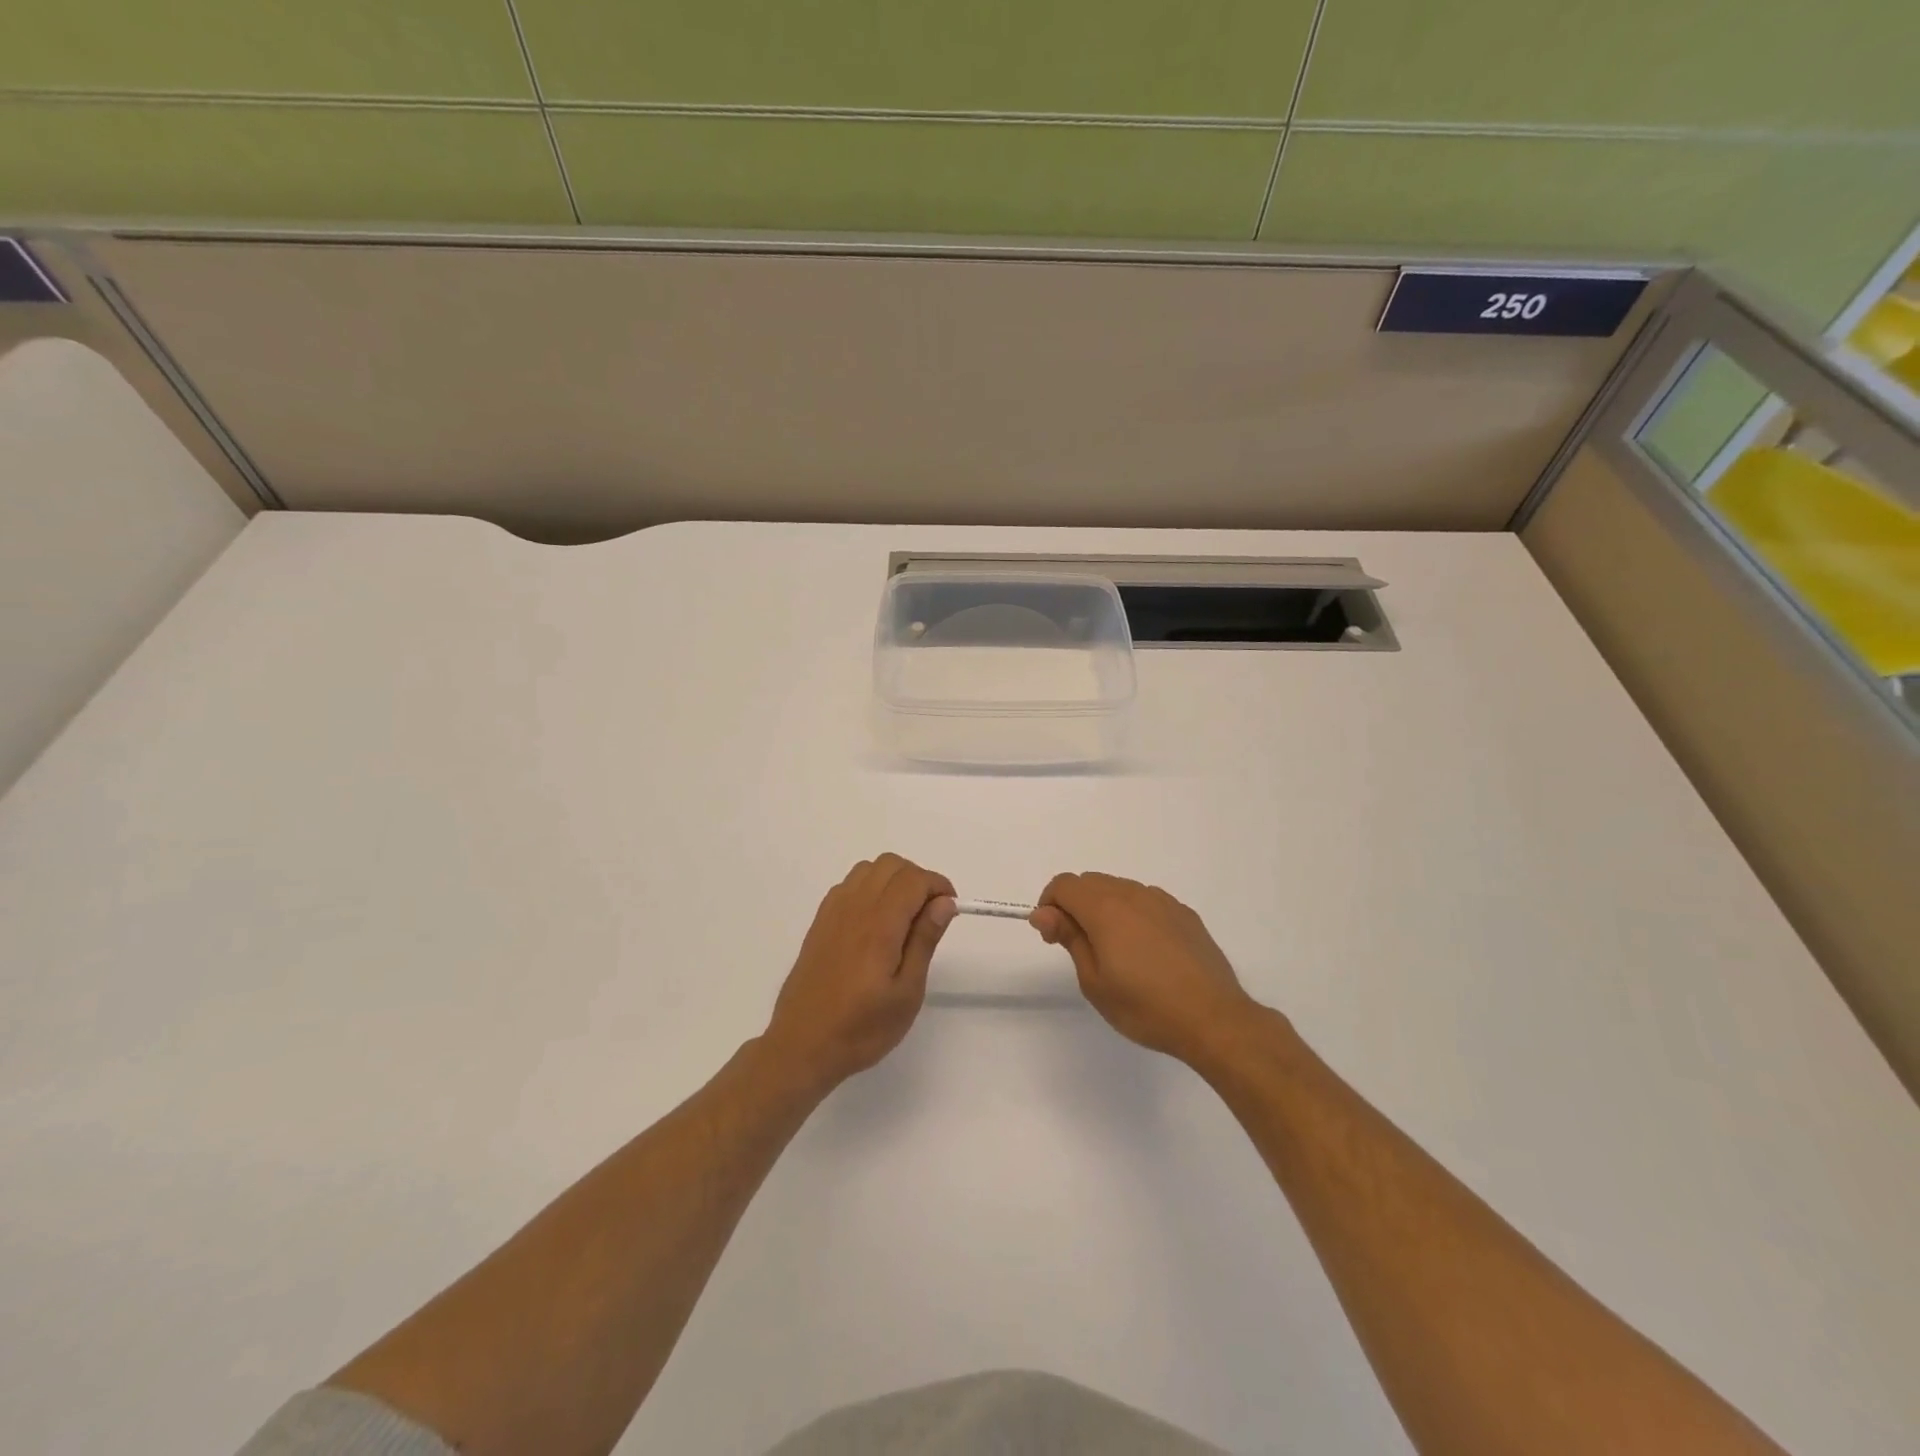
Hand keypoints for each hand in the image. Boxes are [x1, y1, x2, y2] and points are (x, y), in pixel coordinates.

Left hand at [763, 854, 956, 1093]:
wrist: (802, 1045)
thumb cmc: (862, 1028)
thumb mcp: (906, 992)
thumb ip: (924, 940)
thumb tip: (944, 902)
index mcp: (879, 924)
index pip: (914, 879)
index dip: (938, 886)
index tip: (950, 910)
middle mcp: (854, 908)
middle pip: (891, 864)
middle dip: (918, 879)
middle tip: (929, 915)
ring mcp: (833, 912)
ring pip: (868, 869)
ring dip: (892, 881)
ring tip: (903, 918)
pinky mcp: (820, 922)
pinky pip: (849, 885)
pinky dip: (870, 889)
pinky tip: (875, 923)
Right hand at [1031, 872, 1260, 1064]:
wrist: (1213, 1019)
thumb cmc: (1145, 1006)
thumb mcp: (1094, 980)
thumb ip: (1068, 937)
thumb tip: (1042, 912)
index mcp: (1105, 908)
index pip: (1064, 884)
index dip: (1049, 905)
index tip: (1053, 937)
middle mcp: (1133, 893)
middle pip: (1090, 882)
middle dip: (1074, 905)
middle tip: (1079, 947)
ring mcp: (1163, 901)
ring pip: (1119, 888)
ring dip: (1104, 908)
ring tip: (1115, 952)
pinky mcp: (1184, 913)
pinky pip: (1146, 901)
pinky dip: (1133, 914)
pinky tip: (1146, 951)